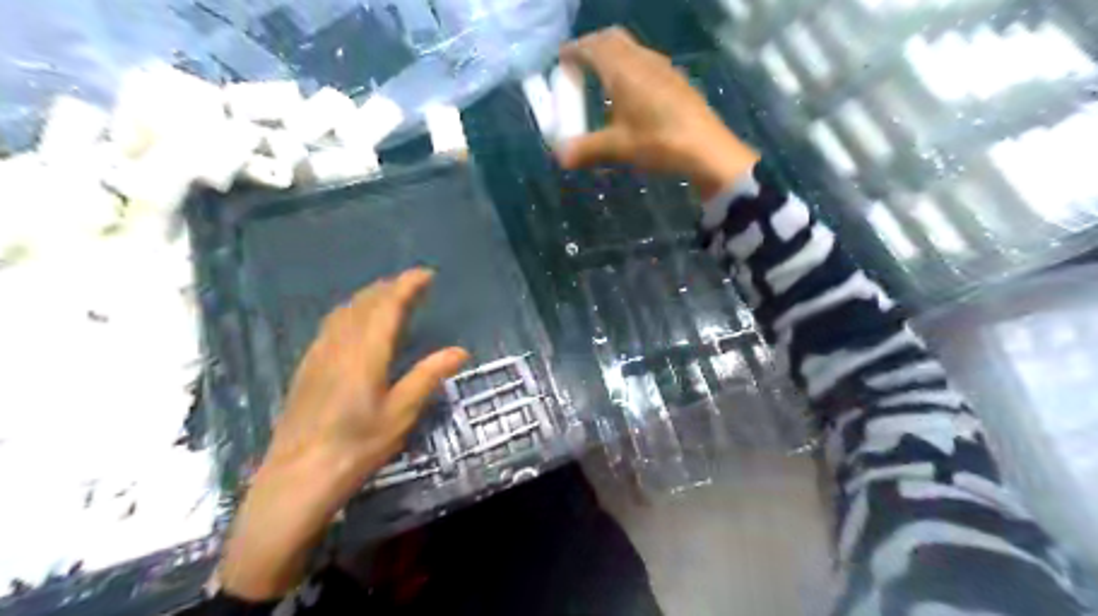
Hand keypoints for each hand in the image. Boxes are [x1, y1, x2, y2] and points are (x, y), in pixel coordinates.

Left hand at [219, 268, 465, 597]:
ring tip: (387, 296)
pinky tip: (354, 323)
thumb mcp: (402, 413)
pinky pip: (331, 325)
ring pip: (344, 312)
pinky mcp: (307, 368)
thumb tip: (460, 351)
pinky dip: (350, 312)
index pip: (388, 306)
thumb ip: (429, 376)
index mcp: (366, 353)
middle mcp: (340, 345)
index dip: (407, 285)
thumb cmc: (357, 446)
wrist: (298, 476)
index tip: (426, 274)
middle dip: (389, 287)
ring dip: (368, 297)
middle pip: (364, 303)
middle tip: (412, 284)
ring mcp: (319, 354)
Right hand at [554, 26, 760, 199]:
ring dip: (613, 56)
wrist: (707, 149)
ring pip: (631, 49)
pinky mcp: (676, 80)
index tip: (561, 60)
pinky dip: (629, 67)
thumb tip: (560, 157)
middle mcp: (642, 60)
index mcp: (623, 70)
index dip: (574, 51)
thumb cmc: (658, 142)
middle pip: (612, 39)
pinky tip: (631, 93)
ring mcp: (663, 67)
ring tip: (602, 80)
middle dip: (592, 47)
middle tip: (579, 66)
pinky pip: (645, 61)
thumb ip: (586, 149)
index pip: (592, 47)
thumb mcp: (618, 148)